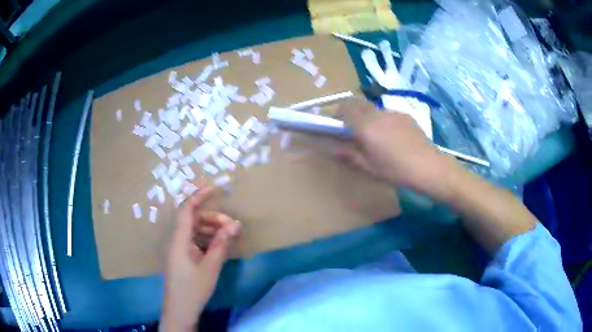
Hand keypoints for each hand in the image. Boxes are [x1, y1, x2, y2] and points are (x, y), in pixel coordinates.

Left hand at [160, 187, 240, 331]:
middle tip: (232, 227)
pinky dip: (207, 240)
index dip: (198, 196)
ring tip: (229, 237)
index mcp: (179, 239)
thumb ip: (221, 243)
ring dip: (211, 230)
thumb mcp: (210, 266)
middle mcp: (176, 239)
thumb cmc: (194, 287)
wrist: (181, 309)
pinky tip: (219, 247)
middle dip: (213, 219)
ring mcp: (178, 248)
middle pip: (193, 219)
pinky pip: (194, 241)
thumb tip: (235, 224)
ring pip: (195, 230)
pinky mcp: (182, 256)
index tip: (214, 188)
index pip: (187, 210)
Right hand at [334, 101, 460, 198]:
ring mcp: (393, 113)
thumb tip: (334, 149)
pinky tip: (392, 137)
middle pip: (358, 103)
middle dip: (350, 112)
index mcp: (366, 125)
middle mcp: (378, 114)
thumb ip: (350, 155)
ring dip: (367, 116)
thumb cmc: (395, 170)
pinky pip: (387, 113)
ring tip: (374, 135)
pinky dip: (382, 120)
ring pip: (373, 108)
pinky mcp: (405, 116)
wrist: (428, 166)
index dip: (337, 113)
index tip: (335, 124)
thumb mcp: (369, 167)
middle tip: (351, 128)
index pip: (345, 108)